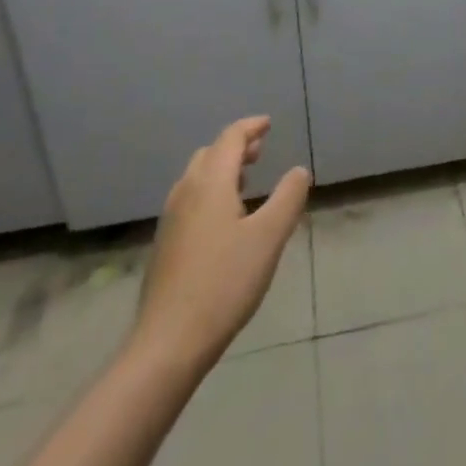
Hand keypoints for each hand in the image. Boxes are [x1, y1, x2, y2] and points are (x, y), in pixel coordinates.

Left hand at [128, 117, 310, 375]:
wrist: (168, 342)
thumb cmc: (224, 282)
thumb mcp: (269, 237)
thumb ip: (288, 198)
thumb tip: (299, 171)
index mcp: (210, 183)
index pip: (230, 139)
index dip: (250, 127)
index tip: (268, 123)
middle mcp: (186, 193)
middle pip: (210, 154)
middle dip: (236, 146)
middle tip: (261, 149)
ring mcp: (171, 220)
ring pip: (197, 177)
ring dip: (222, 168)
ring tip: (246, 178)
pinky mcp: (166, 245)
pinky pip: (191, 199)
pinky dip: (211, 190)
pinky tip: (225, 217)